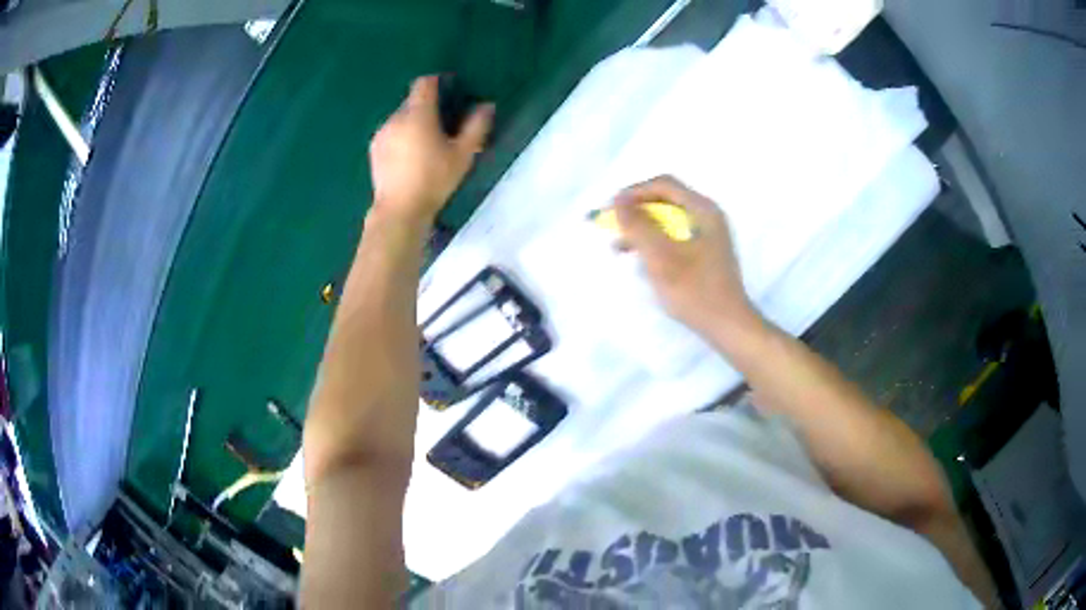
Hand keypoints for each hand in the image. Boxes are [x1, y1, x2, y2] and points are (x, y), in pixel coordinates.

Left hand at [369, 75, 493, 222]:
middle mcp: (396, 118)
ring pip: (400, 117)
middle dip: (427, 107)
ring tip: (426, 143)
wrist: (399, 210)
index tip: (449, 90)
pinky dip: (401, 135)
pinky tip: (409, 156)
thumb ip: (476, 127)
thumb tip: (486, 106)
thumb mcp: (462, 155)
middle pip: (412, 101)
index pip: (424, 83)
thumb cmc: (434, 180)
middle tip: (443, 124)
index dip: (437, 82)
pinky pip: (391, 132)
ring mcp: (382, 133)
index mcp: (418, 114)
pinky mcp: (374, 149)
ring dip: (413, 122)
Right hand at [614, 175, 757, 333]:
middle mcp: (708, 215)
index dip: (633, 192)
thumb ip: (638, 226)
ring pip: (669, 219)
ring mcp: (709, 234)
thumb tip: (618, 201)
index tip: (611, 210)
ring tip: (621, 246)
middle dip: (637, 210)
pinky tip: (642, 259)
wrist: (728, 326)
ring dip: (643, 228)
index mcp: (703, 210)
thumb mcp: (661, 257)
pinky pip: (675, 236)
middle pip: (666, 200)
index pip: (663, 185)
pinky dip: (655, 242)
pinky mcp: (706, 252)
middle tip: (614, 227)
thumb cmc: (695, 291)